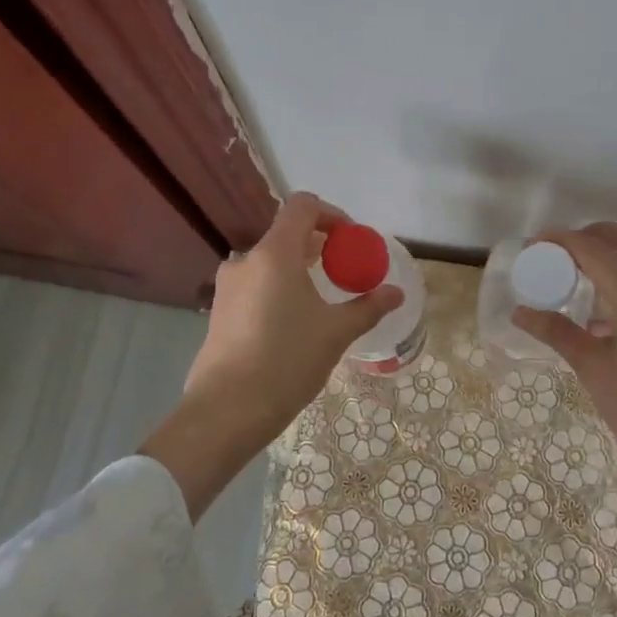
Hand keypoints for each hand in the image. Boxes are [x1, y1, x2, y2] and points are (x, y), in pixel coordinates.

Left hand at [181, 192, 403, 455]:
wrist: (226, 410)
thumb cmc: (286, 361)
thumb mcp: (336, 333)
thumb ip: (368, 307)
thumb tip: (396, 293)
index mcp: (275, 253)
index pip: (303, 206)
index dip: (332, 214)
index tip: (352, 240)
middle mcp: (247, 260)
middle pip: (287, 234)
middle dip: (320, 246)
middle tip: (345, 271)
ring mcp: (228, 286)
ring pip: (270, 262)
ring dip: (299, 269)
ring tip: (323, 299)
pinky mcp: (219, 310)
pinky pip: (256, 284)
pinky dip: (279, 288)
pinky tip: (295, 322)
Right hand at [515, 222, 616, 613]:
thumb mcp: (593, 369)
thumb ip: (558, 332)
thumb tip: (521, 311)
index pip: (593, 247)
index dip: (560, 239)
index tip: (531, 245)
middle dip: (588, 236)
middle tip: (556, 256)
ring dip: (607, 253)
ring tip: (573, 277)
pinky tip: (597, 312)